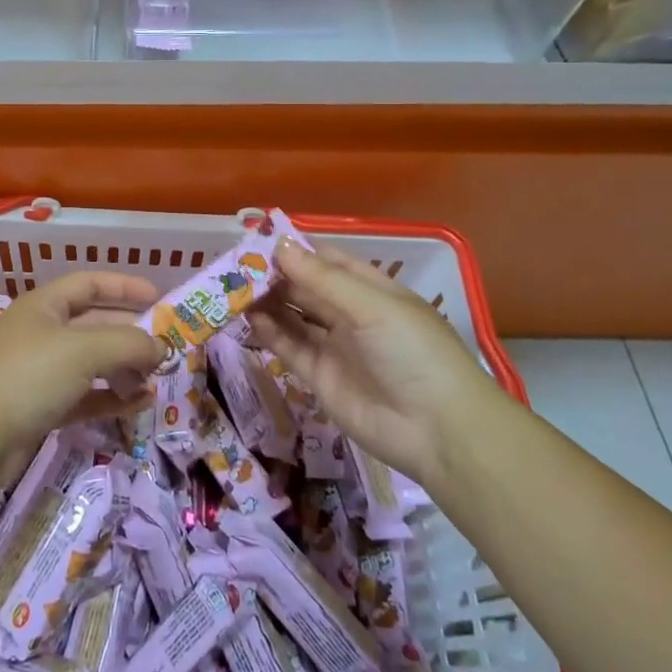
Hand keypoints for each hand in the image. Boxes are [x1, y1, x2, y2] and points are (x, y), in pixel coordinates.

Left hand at [0, 272, 166, 461]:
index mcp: (44, 306)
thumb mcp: (84, 350)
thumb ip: (128, 343)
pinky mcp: (41, 407)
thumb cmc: (29, 376)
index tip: (159, 298)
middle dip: (130, 334)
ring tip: (154, 379)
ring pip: (91, 362)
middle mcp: (41, 333)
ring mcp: (39, 372)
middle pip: (94, 324)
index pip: (89, 284)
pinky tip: (138, 404)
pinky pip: (84, 395)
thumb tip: (160, 347)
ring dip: (124, 368)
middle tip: (165, 347)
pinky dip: (110, 397)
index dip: (124, 287)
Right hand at [249, 238, 497, 489]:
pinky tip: (248, 317)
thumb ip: (322, 278)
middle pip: (306, 287)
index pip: (328, 260)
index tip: (258, 241)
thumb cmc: (413, 352)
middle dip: (274, 275)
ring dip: (267, 302)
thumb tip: (279, 246)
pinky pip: (290, 348)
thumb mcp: (372, 306)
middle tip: (235, 266)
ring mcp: (335, 347)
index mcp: (372, 290)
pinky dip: (270, 332)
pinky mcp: (320, 377)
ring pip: (294, 316)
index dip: (296, 250)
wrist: (438, 431)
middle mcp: (352, 315)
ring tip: (232, 289)